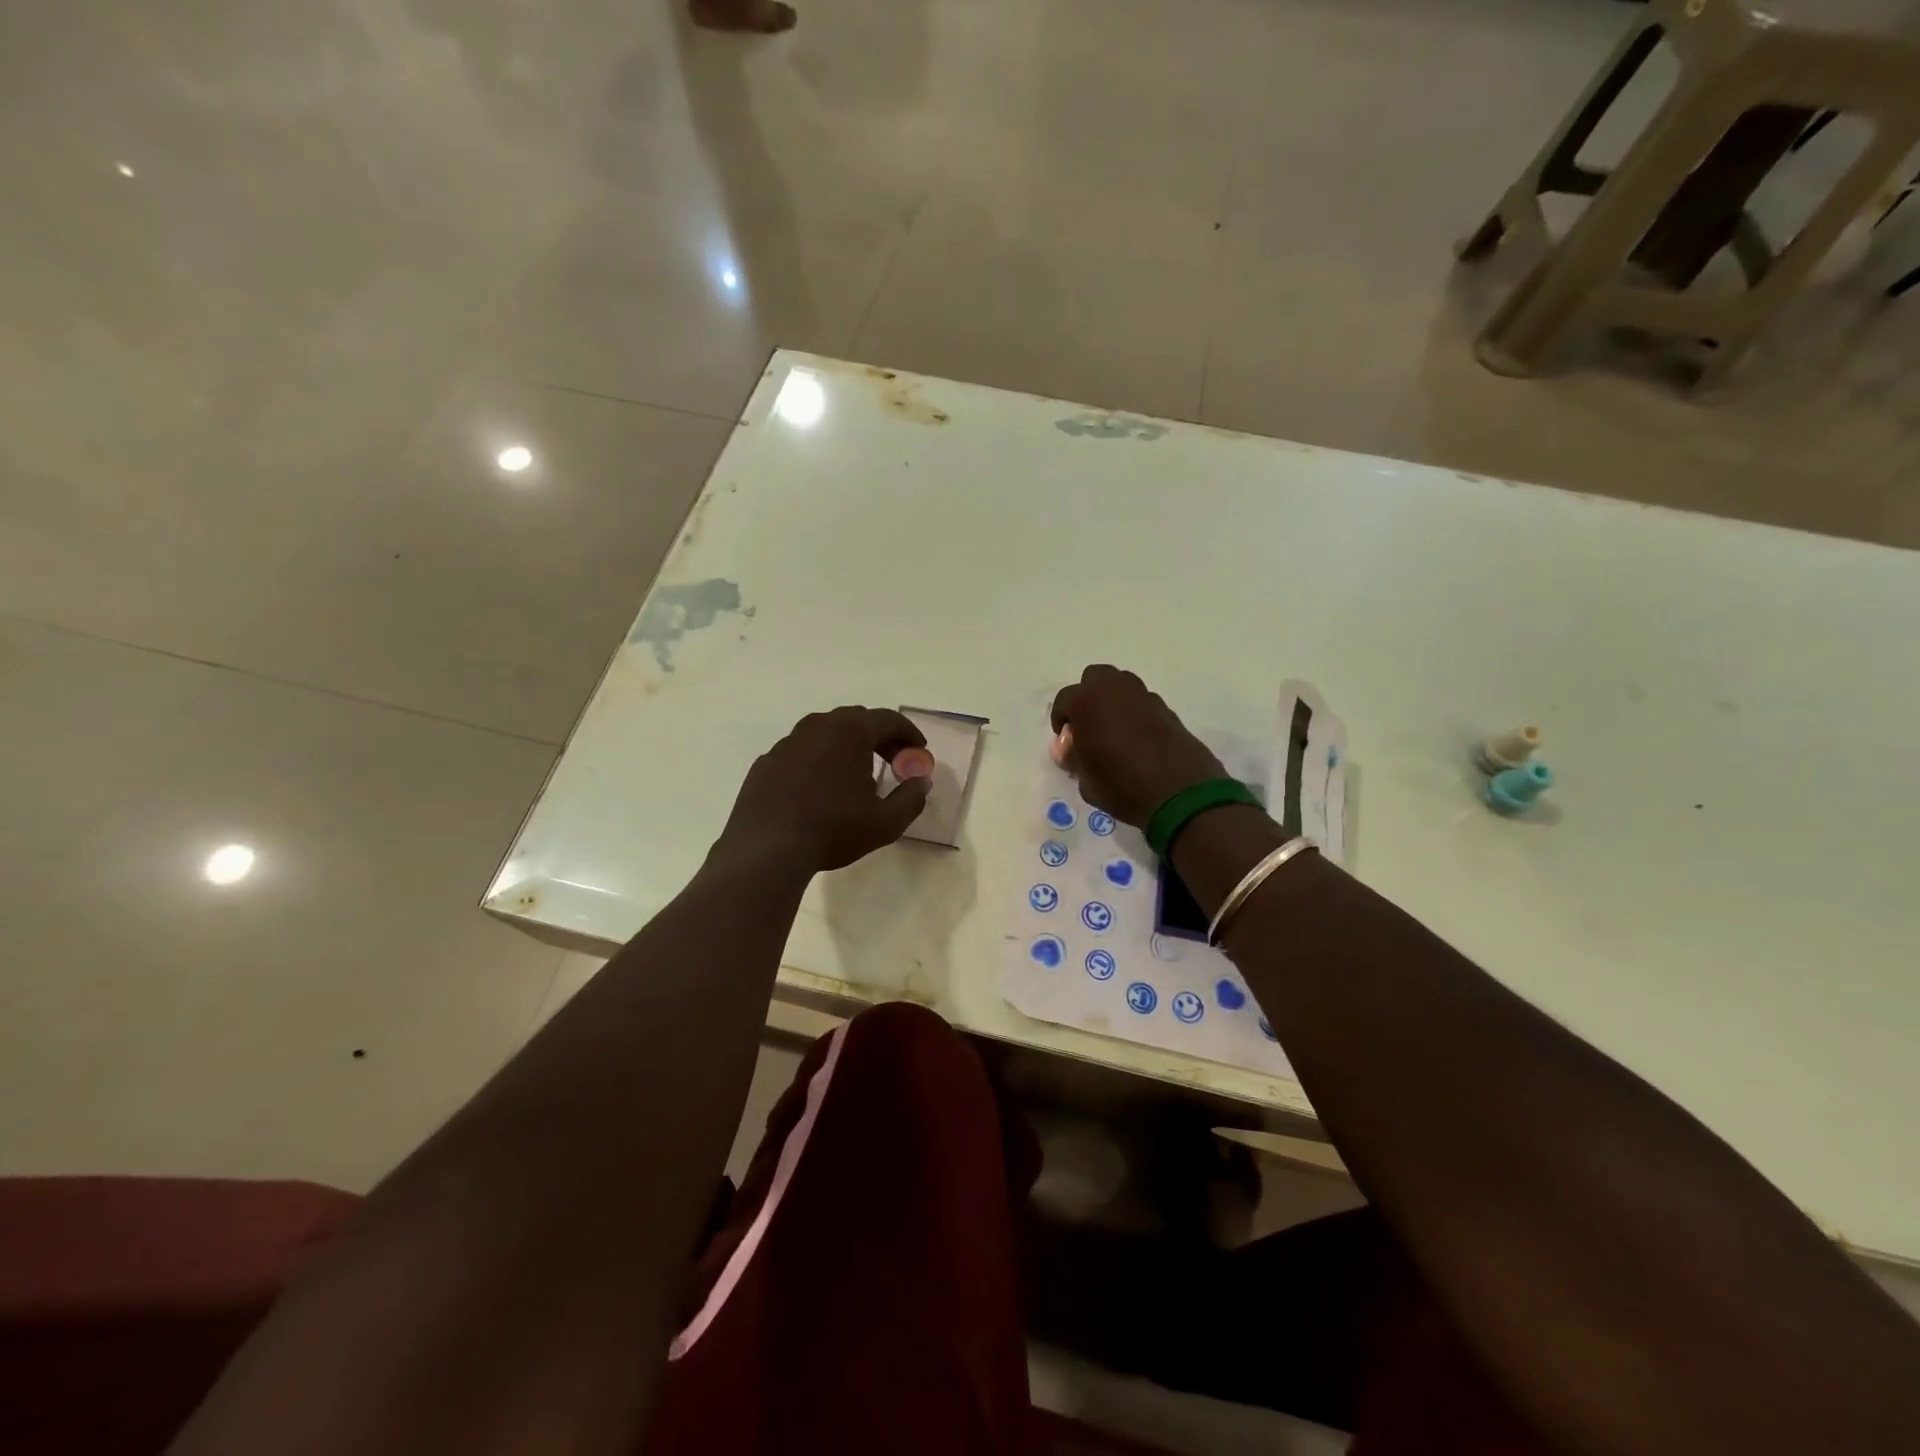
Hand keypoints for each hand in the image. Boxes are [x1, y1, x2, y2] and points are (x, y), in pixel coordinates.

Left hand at [718, 707, 931, 872]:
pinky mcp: (767, 761)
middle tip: (894, 760)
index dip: (909, 734)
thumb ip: (911, 798)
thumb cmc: (833, 829)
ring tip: (857, 774)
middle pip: (857, 720)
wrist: (767, 849)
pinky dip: (818, 761)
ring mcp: (788, 742)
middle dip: (880, 737)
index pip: (888, 719)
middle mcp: (818, 726)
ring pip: (826, 733)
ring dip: (847, 747)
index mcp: (850, 731)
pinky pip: (801, 752)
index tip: (919, 752)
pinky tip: (820, 789)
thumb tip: (921, 782)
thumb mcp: (886, 822)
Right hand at [1049, 665, 1227, 828]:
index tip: (1066, 740)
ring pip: (1121, 685)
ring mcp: (1144, 696)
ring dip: (1113, 701)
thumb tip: (1068, 746)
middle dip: (1088, 697)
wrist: (1180, 793)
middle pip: (1095, 678)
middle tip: (1088, 725)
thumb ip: (1073, 758)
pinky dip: (1135, 713)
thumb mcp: (1086, 781)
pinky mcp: (1167, 709)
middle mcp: (1115, 690)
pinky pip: (1142, 702)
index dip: (1061, 719)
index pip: (1064, 699)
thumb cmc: (1122, 786)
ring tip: (1113, 731)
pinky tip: (1137, 738)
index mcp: (1088, 702)